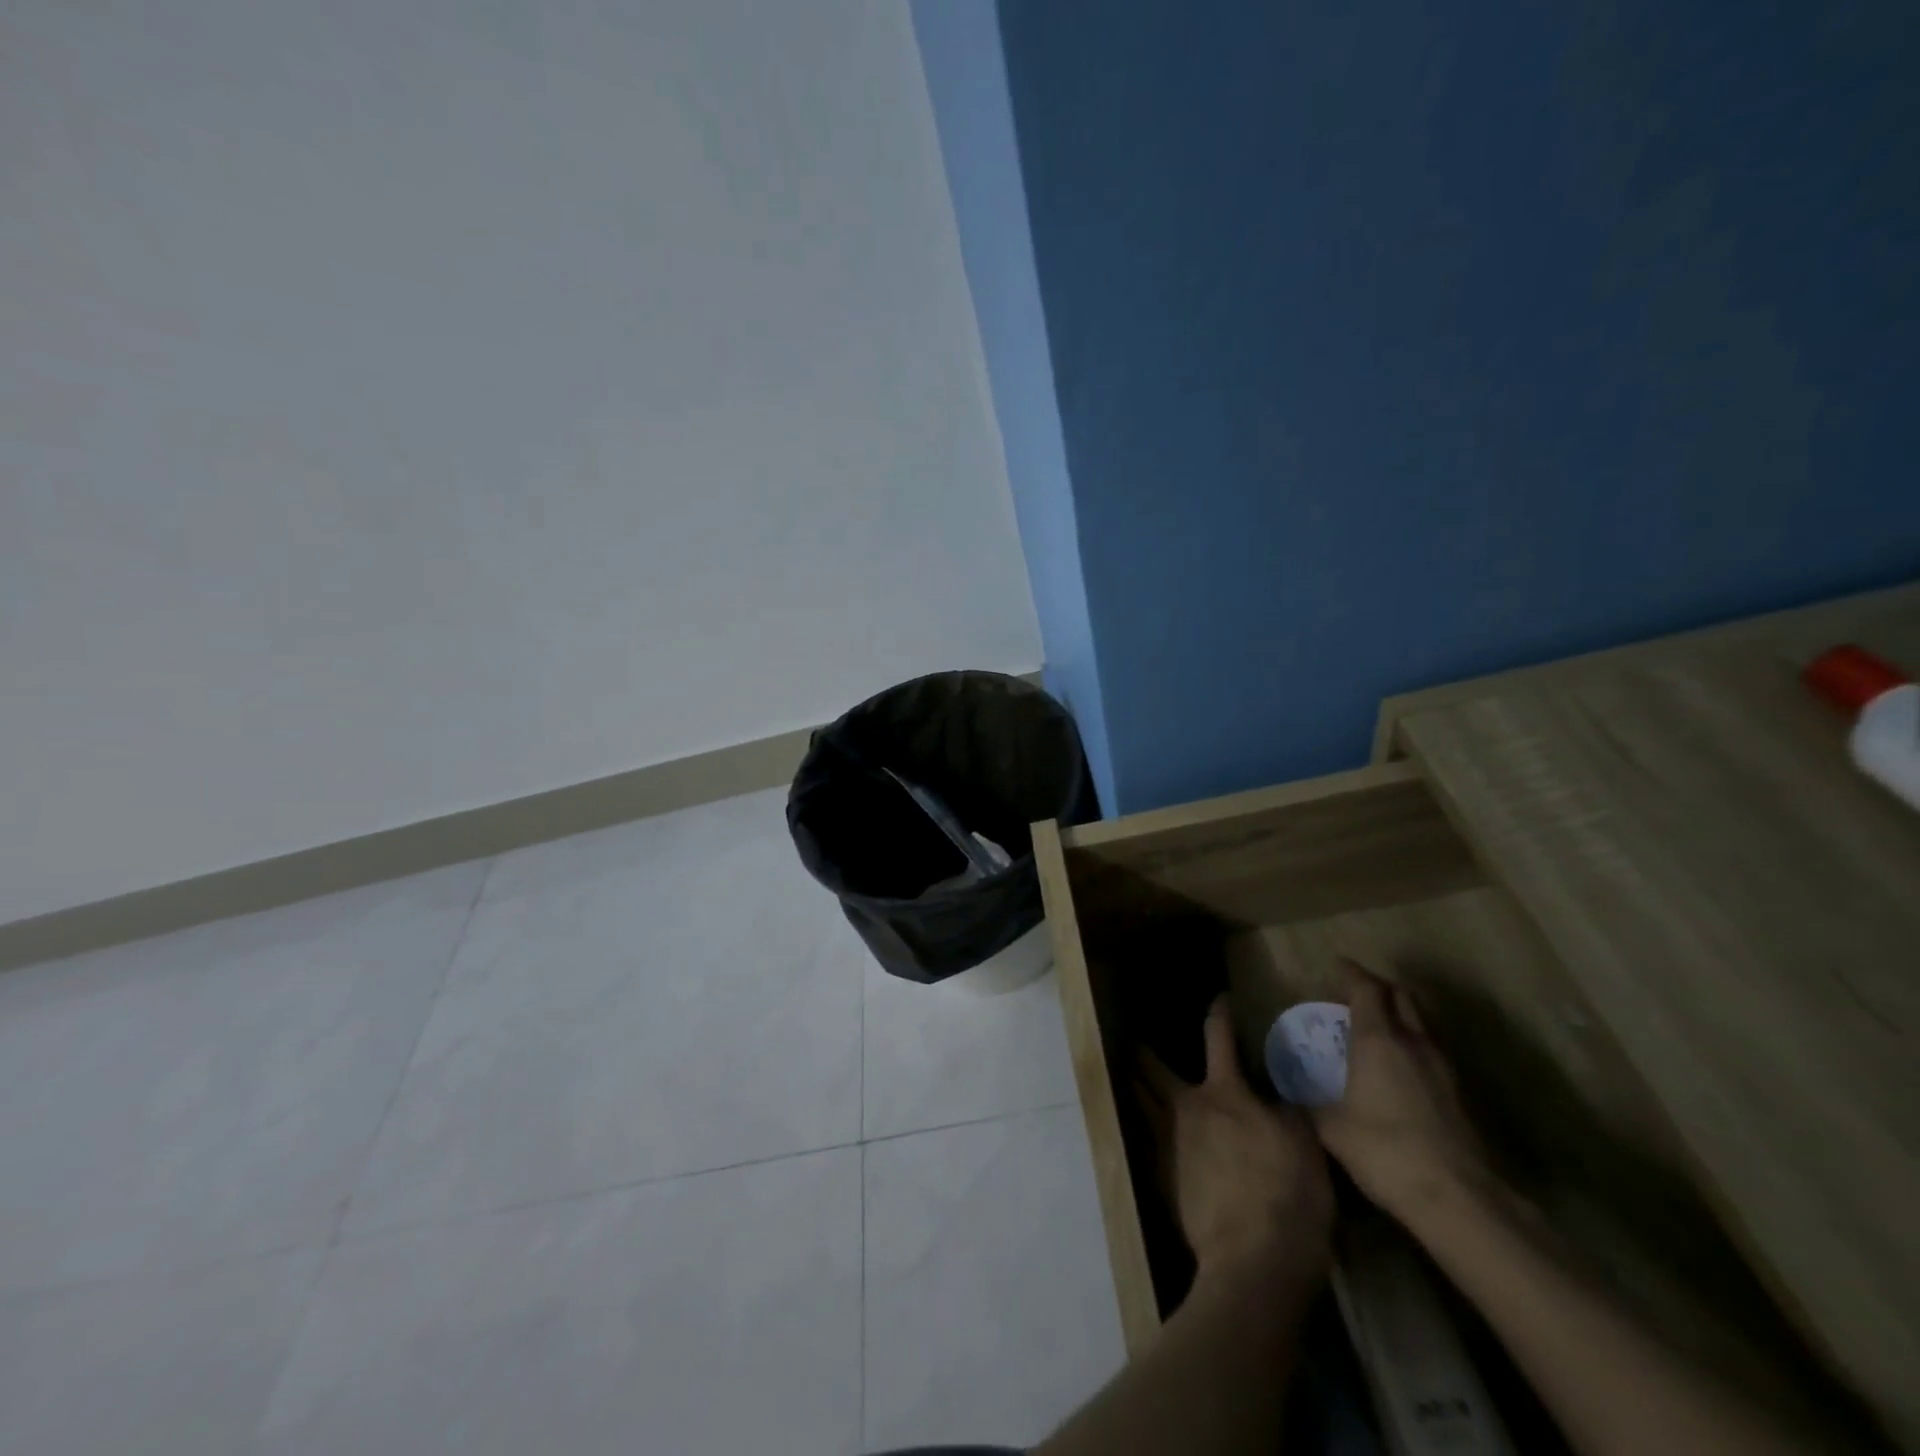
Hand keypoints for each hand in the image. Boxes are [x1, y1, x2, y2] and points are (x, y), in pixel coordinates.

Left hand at [1138, 997, 1332, 1278]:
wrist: (1253, 1260)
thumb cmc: (1287, 1195)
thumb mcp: (1305, 1145)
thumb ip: (1288, 1111)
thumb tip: (1279, 1095)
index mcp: (1223, 1092)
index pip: (1218, 1038)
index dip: (1218, 1014)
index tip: (1218, 999)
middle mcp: (1186, 1108)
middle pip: (1152, 1069)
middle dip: (1143, 1053)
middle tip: (1136, 1042)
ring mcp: (1166, 1143)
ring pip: (1139, 1102)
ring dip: (1134, 1086)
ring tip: (1129, 1078)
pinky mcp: (1160, 1179)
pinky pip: (1143, 1141)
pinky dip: (1141, 1128)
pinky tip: (1143, 1132)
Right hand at [1312, 959, 1492, 1220]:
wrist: (1457, 1198)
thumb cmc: (1383, 1150)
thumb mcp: (1330, 1126)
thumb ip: (1310, 1101)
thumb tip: (1291, 1094)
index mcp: (1378, 1039)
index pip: (1367, 988)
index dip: (1351, 973)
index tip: (1336, 966)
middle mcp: (1413, 1042)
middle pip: (1401, 996)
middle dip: (1378, 988)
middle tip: (1355, 994)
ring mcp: (1442, 1067)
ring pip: (1421, 1022)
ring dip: (1399, 1015)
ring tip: (1376, 1028)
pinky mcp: (1458, 1093)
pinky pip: (1431, 1050)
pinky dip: (1413, 1044)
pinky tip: (1399, 1067)